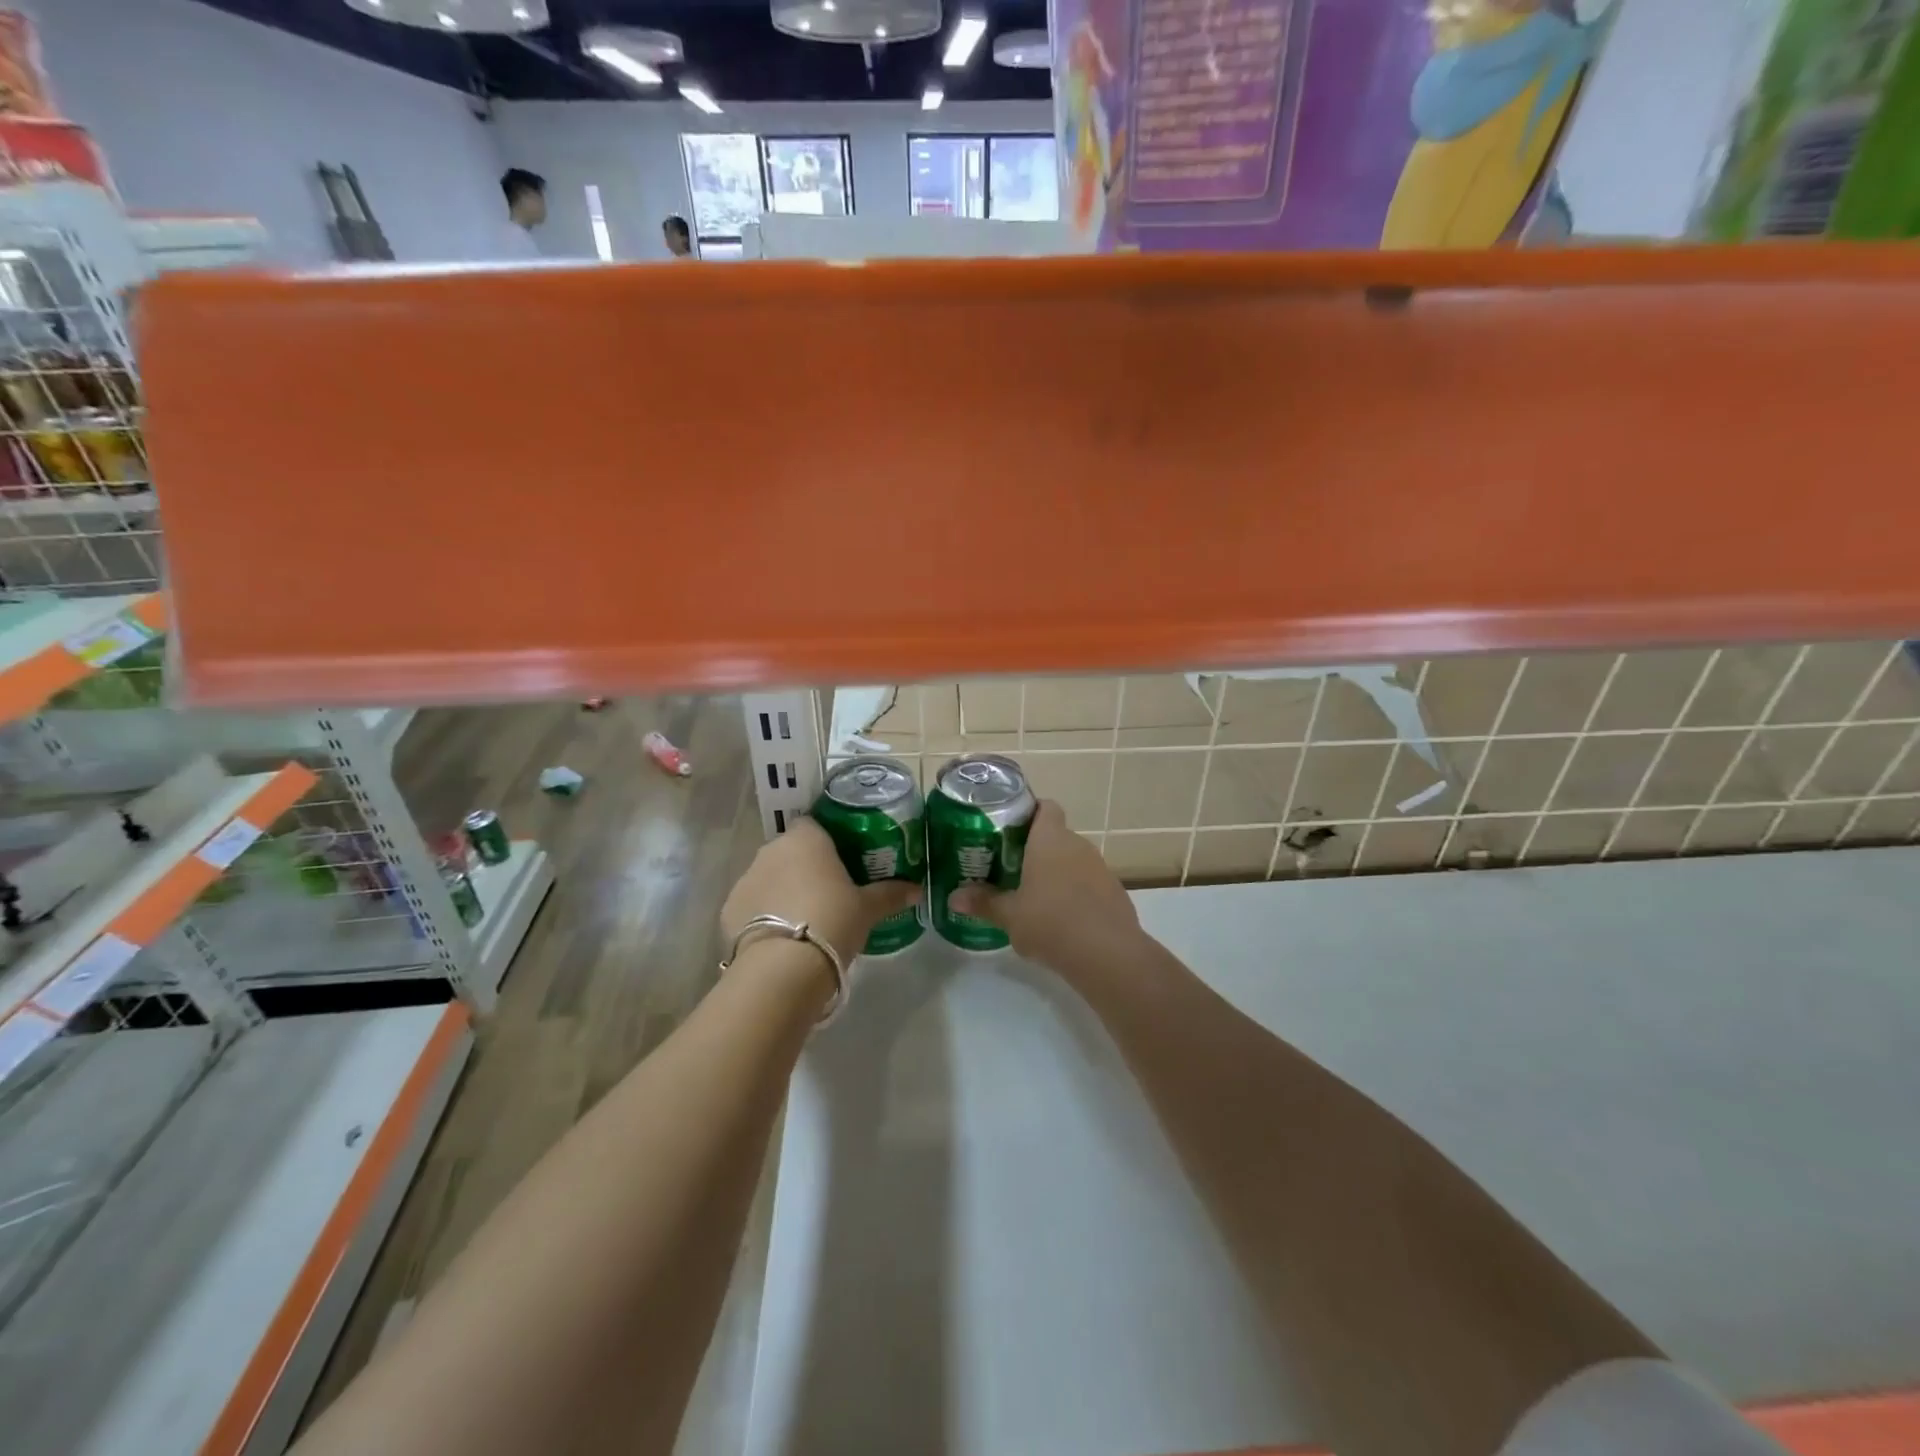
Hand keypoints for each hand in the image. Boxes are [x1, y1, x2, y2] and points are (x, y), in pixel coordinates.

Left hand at [722, 818, 919, 968]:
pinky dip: (762, 915)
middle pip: (790, 851)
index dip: (825, 841)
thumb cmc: (832, 921)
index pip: (813, 825)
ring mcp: (745, 879)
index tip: (841, 861)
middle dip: (804, 867)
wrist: (783, 967)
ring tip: (804, 919)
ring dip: (782, 890)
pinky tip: (779, 938)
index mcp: (806, 839)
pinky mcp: (728, 910)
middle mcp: (771, 850)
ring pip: (768, 877)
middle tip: (828, 893)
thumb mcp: (868, 909)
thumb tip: (917, 889)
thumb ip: (891, 894)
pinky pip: (750, 905)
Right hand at [949, 801, 1142, 976]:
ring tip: (1035, 896)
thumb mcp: (1009, 915)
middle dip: (1036, 848)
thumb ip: (983, 902)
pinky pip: (1089, 882)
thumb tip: (953, 898)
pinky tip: (1063, 919)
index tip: (1010, 828)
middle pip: (1056, 835)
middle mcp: (1077, 844)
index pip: (1045, 807)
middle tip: (1012, 867)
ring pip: (1073, 859)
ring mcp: (1100, 867)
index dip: (1029, 812)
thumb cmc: (1050, 923)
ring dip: (1057, 872)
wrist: (1107, 954)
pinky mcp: (1115, 891)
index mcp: (1050, 839)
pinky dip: (1076, 892)